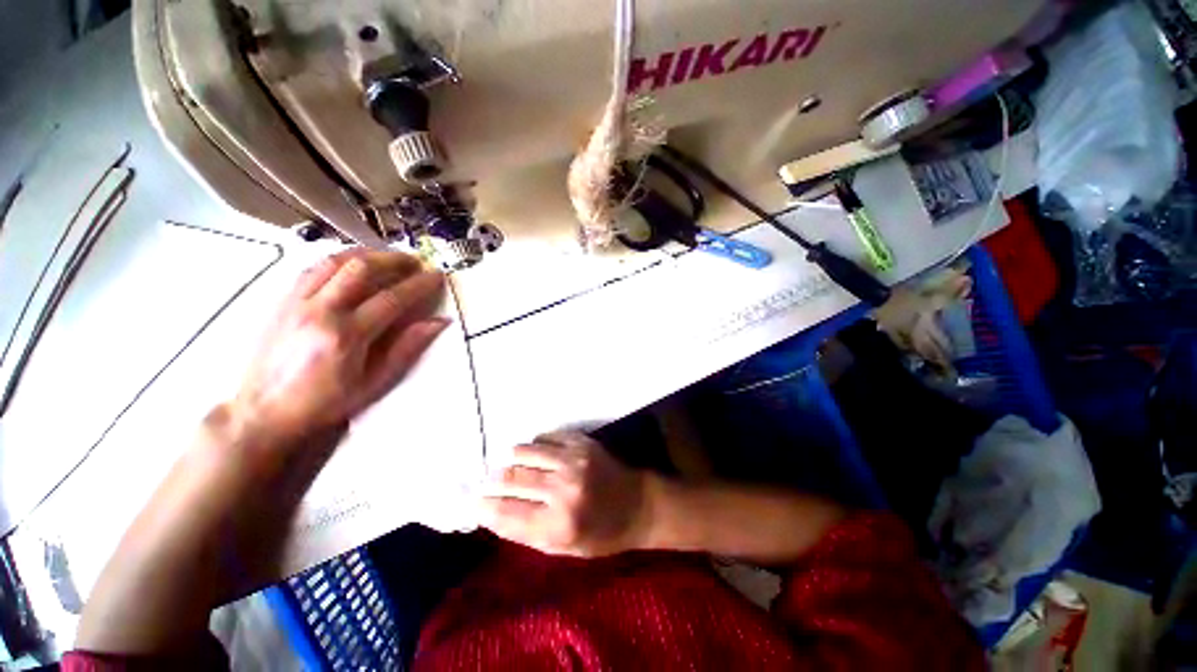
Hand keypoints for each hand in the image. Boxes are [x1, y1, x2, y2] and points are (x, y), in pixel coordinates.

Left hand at [230, 250, 447, 446]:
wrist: (263, 411)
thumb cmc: (325, 403)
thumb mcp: (374, 383)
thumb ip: (406, 348)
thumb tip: (438, 322)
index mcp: (347, 335)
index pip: (392, 299)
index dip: (419, 284)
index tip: (437, 276)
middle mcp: (321, 311)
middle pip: (361, 268)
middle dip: (394, 259)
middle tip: (415, 262)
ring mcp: (297, 302)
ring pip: (334, 261)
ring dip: (366, 254)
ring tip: (388, 258)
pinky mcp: (282, 301)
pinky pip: (313, 268)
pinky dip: (339, 260)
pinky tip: (352, 265)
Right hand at [481, 431, 650, 556]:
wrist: (638, 504)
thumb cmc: (601, 534)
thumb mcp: (563, 549)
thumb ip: (526, 533)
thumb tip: (492, 514)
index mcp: (558, 525)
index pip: (506, 513)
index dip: (484, 507)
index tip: (474, 502)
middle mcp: (563, 489)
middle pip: (511, 478)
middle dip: (493, 480)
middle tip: (487, 481)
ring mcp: (573, 460)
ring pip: (525, 452)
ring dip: (511, 459)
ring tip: (508, 464)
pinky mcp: (582, 442)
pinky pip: (546, 437)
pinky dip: (535, 444)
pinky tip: (535, 452)